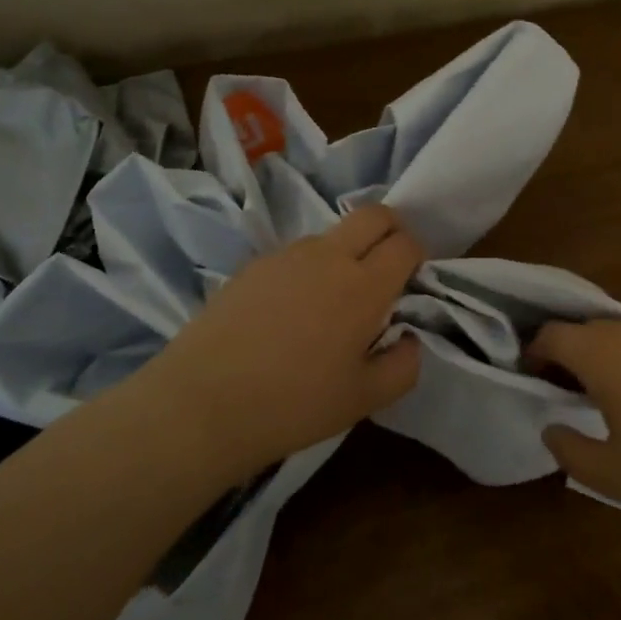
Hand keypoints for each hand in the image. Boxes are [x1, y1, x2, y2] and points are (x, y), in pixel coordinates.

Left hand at [136, 205, 424, 480]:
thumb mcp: (364, 400)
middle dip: (391, 228)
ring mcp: (287, 256)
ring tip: (332, 299)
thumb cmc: (294, 404)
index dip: (416, 254)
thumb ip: (403, 366)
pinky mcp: (254, 265)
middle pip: (373, 214)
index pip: (405, 244)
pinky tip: (290, 311)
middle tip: (387, 264)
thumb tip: (409, 338)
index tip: (411, 278)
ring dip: (347, 250)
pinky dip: (309, 268)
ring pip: (332, 233)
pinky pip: (296, 253)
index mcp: (364, 286)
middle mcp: (329, 257)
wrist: (203, 404)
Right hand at [534, 319, 620, 523]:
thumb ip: (572, 452)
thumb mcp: (614, 475)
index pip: (552, 335)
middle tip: (560, 392)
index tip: (529, 378)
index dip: (533, 352)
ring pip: (616, 336)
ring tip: (601, 398)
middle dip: (564, 355)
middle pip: (582, 330)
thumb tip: (552, 429)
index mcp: (601, 354)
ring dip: (599, 358)